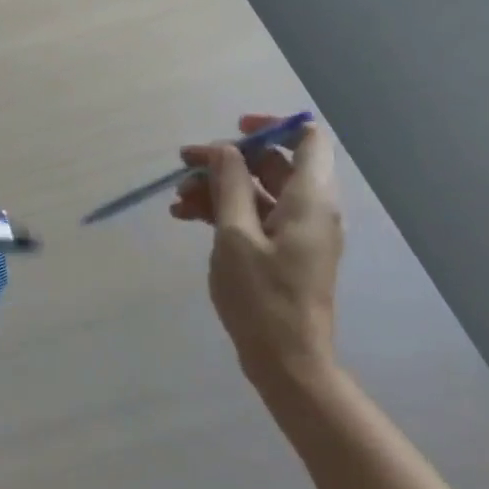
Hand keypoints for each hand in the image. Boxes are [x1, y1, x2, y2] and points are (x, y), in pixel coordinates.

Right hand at [171, 116, 343, 403]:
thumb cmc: (262, 297)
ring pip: (257, 192)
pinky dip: (223, 211)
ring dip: (218, 188)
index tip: (231, 132)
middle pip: (272, 165)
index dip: (271, 127)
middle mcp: (310, 209)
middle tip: (183, 166)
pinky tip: (186, 217)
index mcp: (310, 199)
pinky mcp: (282, 252)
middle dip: (226, 161)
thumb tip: (224, 150)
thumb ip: (230, 185)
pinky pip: (254, 217)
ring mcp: (296, 232)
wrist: (286, 361)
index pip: (306, 138)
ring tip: (177, 200)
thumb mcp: (236, 236)